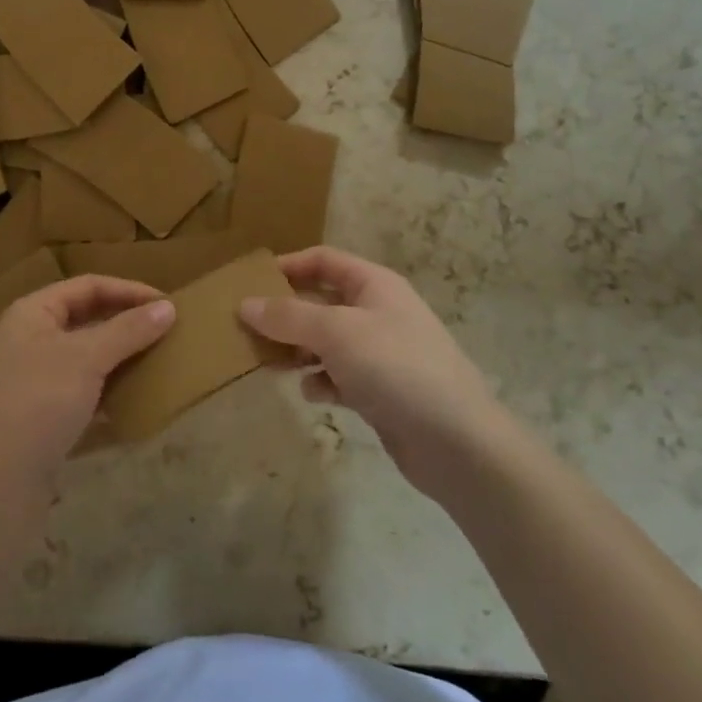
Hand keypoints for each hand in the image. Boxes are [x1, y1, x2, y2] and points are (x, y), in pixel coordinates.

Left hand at [0, 276, 173, 503]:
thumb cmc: (38, 403)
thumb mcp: (86, 358)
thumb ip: (128, 330)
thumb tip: (168, 308)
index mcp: (33, 314)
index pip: (88, 286)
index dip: (129, 290)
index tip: (169, 305)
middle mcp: (31, 341)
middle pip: (87, 321)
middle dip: (127, 325)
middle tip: (168, 333)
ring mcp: (35, 382)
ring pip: (87, 360)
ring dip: (121, 360)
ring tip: (160, 364)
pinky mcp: (43, 419)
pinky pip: (85, 396)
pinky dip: (110, 395)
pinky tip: (137, 404)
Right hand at [240, 247, 499, 497]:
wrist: (456, 441)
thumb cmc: (395, 367)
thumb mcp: (336, 332)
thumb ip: (288, 316)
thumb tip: (245, 304)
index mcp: (374, 285)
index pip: (324, 260)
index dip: (288, 266)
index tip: (250, 283)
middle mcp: (377, 312)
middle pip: (321, 302)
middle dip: (286, 314)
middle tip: (247, 328)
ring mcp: (380, 353)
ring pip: (326, 342)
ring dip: (297, 350)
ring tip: (267, 362)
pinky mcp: (380, 391)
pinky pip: (339, 376)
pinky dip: (321, 382)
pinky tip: (313, 394)